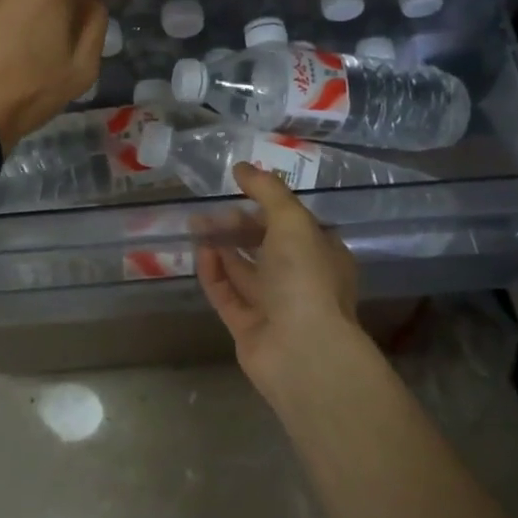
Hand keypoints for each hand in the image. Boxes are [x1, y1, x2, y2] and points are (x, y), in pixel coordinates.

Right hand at [196, 163, 365, 395]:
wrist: (302, 351)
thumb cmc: (306, 277)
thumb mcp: (292, 220)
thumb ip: (267, 191)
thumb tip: (242, 166)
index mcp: (322, 254)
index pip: (293, 224)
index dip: (267, 206)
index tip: (240, 189)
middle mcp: (300, 279)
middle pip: (264, 246)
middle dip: (237, 226)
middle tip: (210, 212)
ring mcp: (274, 306)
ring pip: (243, 270)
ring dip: (221, 246)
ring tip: (195, 225)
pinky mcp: (248, 327)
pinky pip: (227, 294)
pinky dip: (213, 273)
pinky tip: (200, 253)